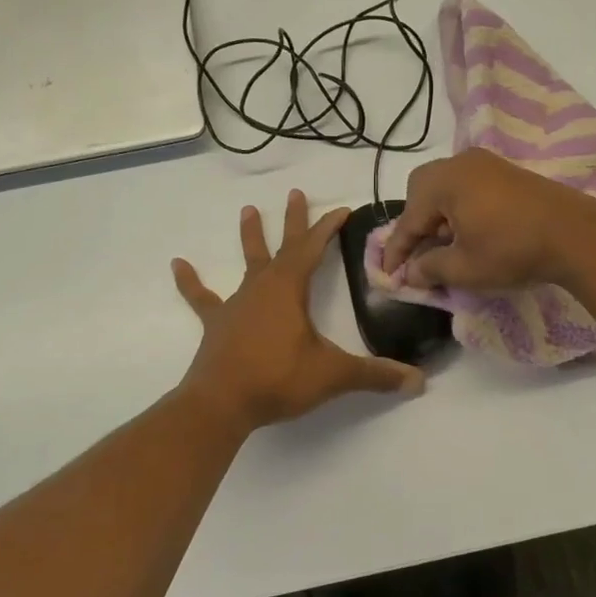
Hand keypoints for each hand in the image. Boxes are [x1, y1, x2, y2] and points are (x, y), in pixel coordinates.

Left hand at [173, 189, 425, 430]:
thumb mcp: (333, 376)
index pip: (313, 249)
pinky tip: (177, 264)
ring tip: (247, 210)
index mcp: (290, 289)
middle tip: (296, 192)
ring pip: (247, 263)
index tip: (343, 209)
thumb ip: (375, 376)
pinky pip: (202, 298)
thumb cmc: (278, 380)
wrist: (221, 404)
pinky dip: (190, 282)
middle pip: (282, 247)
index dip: (328, 228)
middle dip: (293, 221)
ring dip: (250, 237)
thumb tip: (418, 382)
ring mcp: (236, 304)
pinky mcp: (217, 324)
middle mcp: (262, 288)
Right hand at [380, 150, 595, 291]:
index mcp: (443, 181)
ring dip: (438, 216)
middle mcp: (461, 163)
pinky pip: (469, 187)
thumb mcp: (465, 268)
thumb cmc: (512, 251)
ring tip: (444, 248)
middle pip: (422, 191)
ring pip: (446, 188)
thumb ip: (430, 268)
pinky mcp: (507, 172)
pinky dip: (459, 208)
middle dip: (415, 223)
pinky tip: (470, 233)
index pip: (408, 219)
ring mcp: (487, 163)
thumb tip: (410, 273)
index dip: (396, 251)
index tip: (388, 275)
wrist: (576, 235)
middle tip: (418, 254)